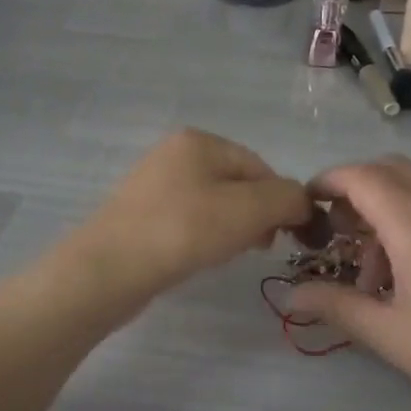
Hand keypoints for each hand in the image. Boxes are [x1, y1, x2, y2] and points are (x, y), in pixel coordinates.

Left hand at [70, 129, 311, 302]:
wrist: (108, 269)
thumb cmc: (183, 231)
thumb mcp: (249, 210)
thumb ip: (287, 199)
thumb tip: (302, 203)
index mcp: (200, 140)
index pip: (261, 167)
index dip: (281, 202)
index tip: (284, 236)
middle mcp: (175, 153)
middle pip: (238, 184)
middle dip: (256, 216)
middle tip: (258, 248)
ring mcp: (154, 183)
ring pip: (214, 204)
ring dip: (232, 229)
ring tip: (226, 255)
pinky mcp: (141, 214)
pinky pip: (189, 220)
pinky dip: (204, 237)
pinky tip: (200, 258)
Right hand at [287, 156, 410, 410]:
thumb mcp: (392, 336)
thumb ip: (336, 306)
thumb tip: (292, 294)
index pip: (363, 176)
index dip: (330, 180)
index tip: (312, 202)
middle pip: (394, 169)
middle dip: (360, 190)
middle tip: (345, 233)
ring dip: (396, 212)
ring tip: (392, 273)